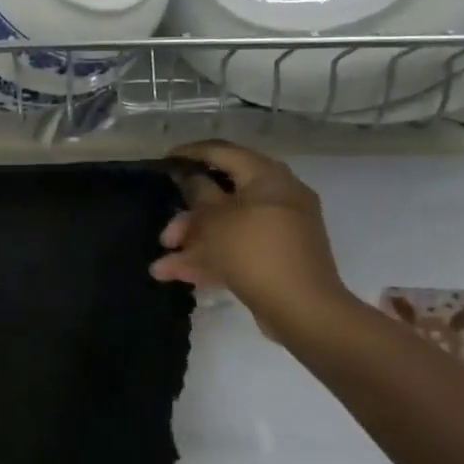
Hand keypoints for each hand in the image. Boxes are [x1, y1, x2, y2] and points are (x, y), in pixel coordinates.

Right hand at [151, 140, 357, 339]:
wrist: (302, 310)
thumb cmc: (253, 250)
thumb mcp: (214, 219)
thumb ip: (197, 192)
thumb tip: (191, 177)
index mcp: (268, 177)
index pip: (223, 152)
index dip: (191, 154)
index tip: (164, 161)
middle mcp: (278, 198)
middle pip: (222, 196)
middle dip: (188, 218)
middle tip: (166, 235)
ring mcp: (279, 230)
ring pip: (227, 227)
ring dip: (193, 243)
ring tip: (162, 266)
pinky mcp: (276, 258)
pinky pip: (238, 249)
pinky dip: (211, 259)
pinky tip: (177, 274)